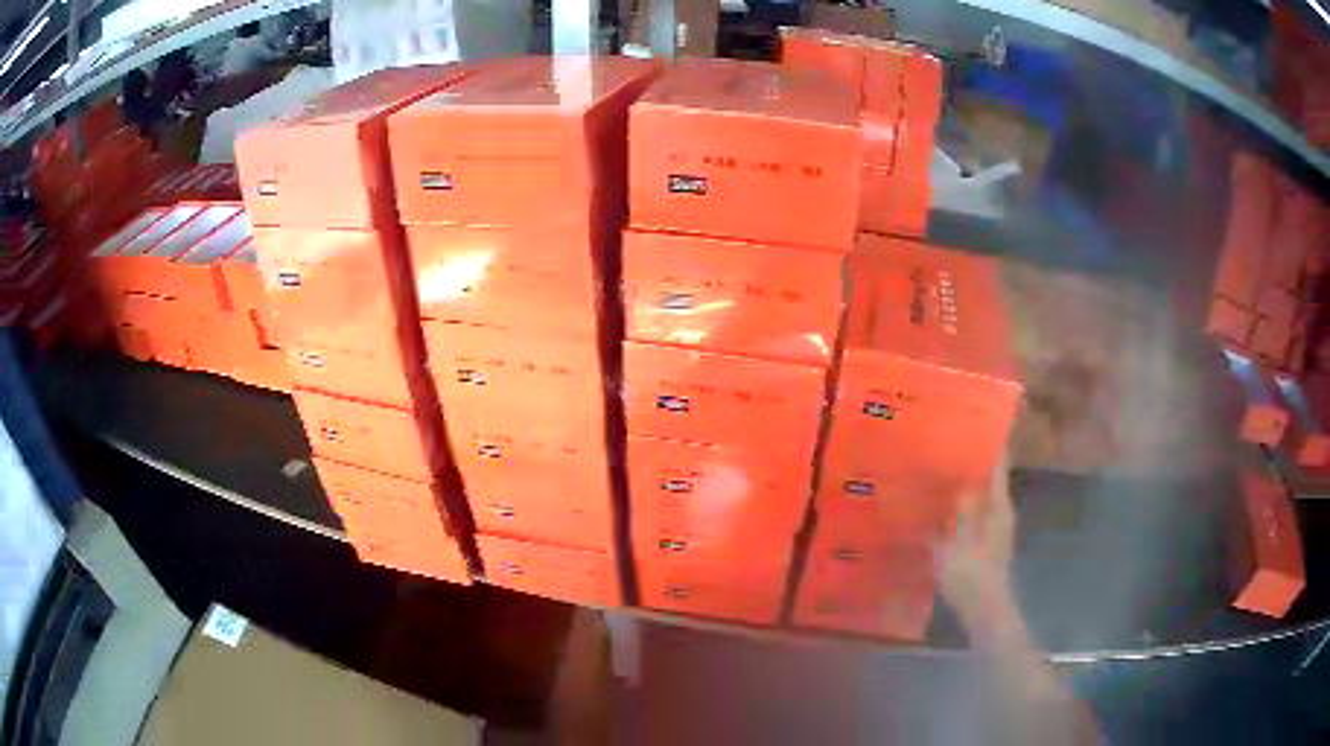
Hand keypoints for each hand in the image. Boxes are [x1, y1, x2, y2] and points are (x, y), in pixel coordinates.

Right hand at [938, 452, 1021, 637]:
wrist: (983, 610)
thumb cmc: (972, 573)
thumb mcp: (959, 539)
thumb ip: (959, 507)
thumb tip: (958, 479)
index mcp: (999, 506)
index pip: (999, 464)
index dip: (991, 442)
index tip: (974, 422)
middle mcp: (1001, 512)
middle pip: (990, 478)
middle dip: (972, 461)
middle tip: (945, 445)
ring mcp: (995, 529)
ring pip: (981, 496)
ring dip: (965, 484)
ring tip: (939, 472)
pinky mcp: (985, 545)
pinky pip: (973, 514)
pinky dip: (960, 506)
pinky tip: (939, 508)